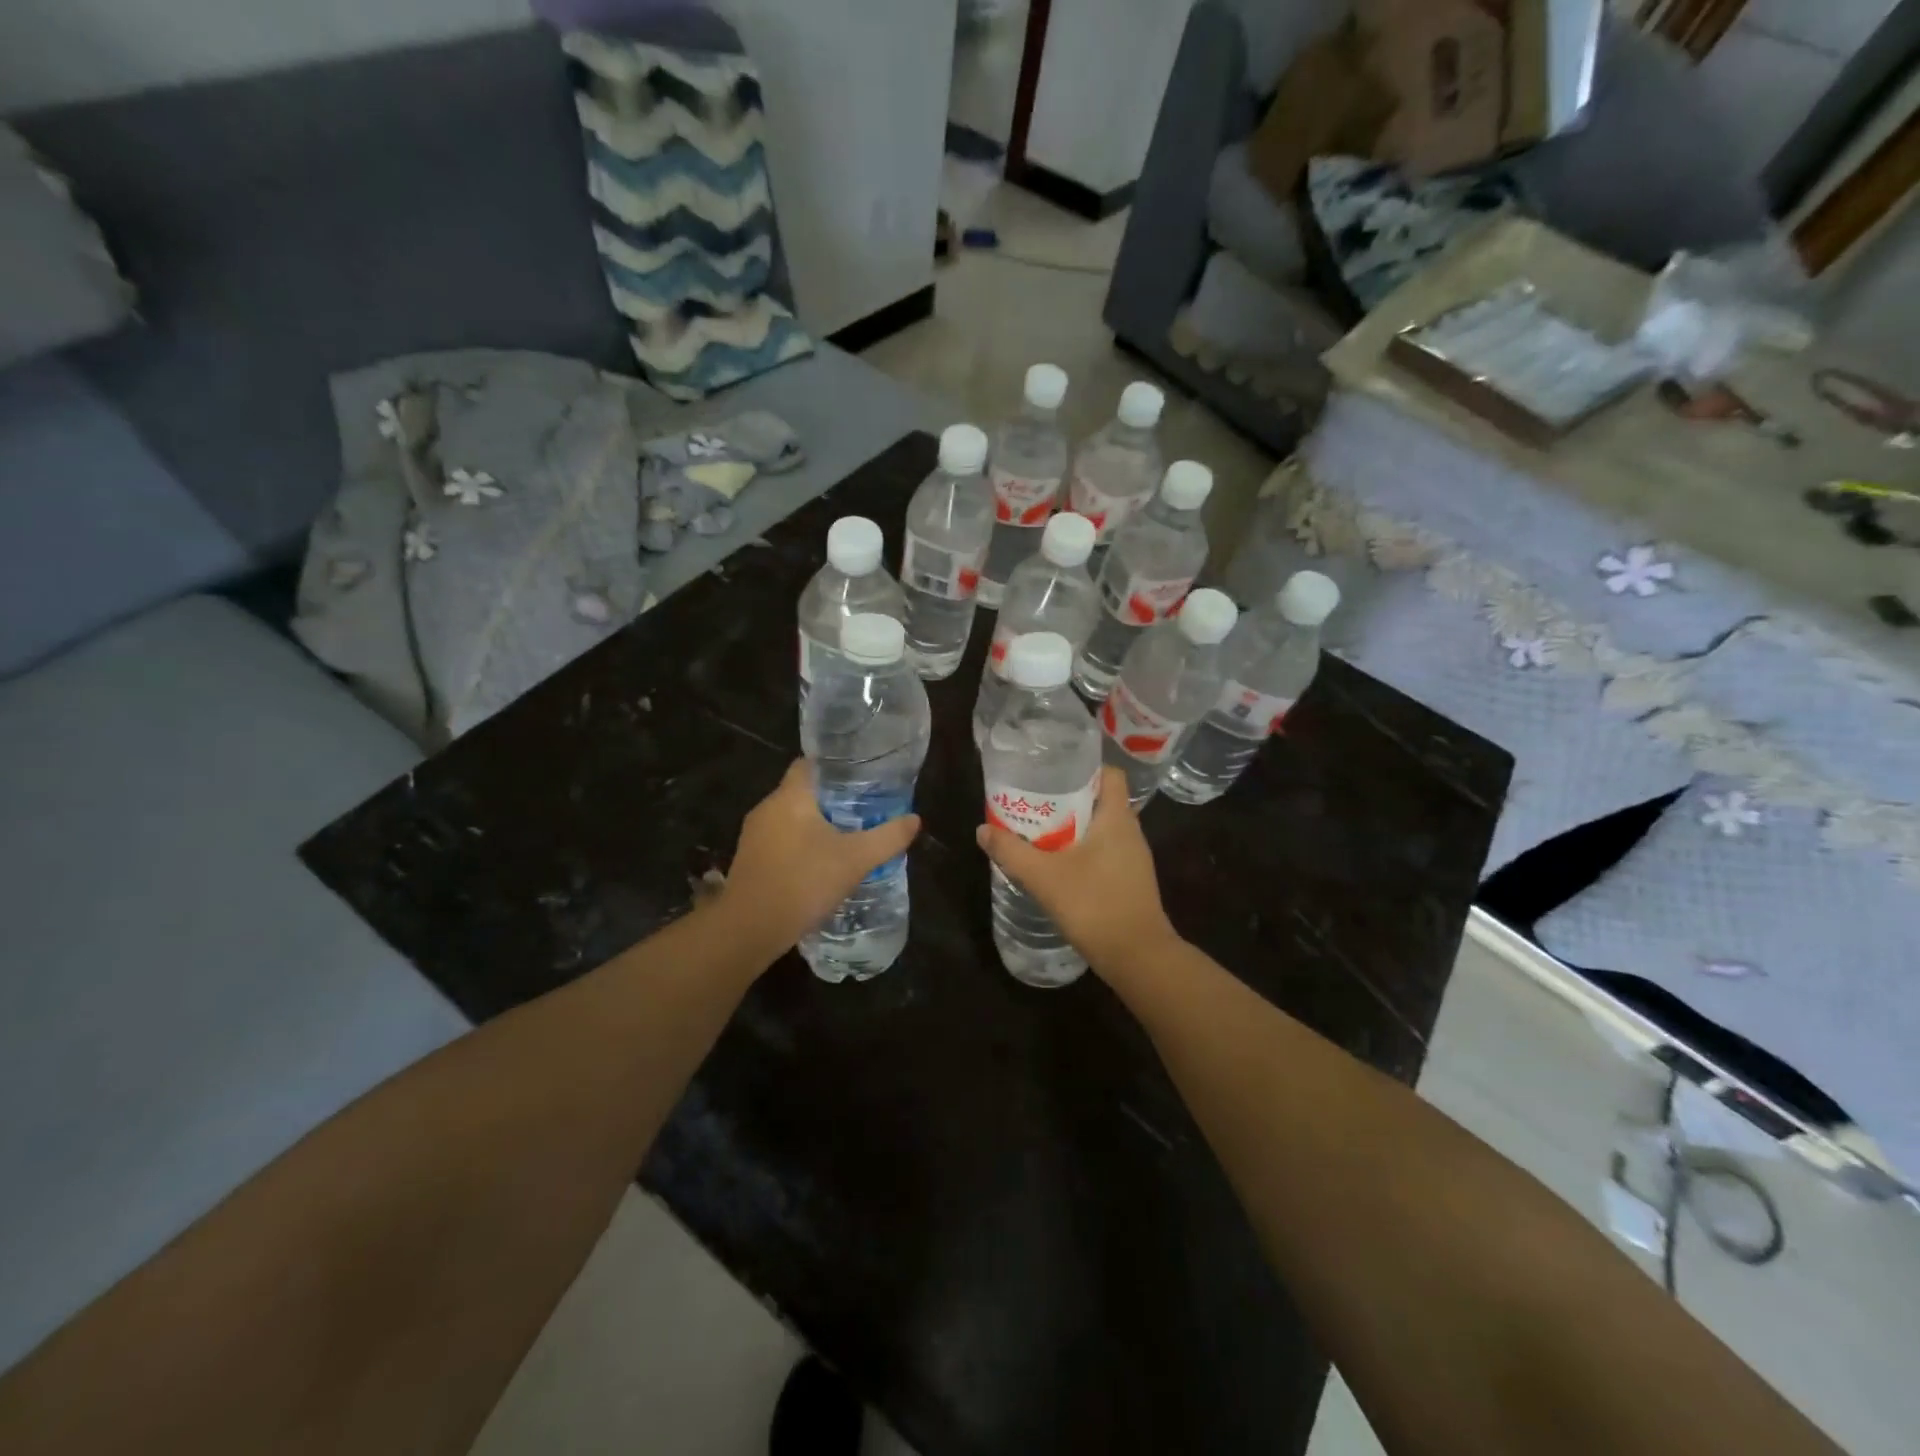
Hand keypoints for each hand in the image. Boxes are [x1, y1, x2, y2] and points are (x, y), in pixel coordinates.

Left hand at [720, 761, 921, 957]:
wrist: (750, 929)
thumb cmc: (804, 881)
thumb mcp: (856, 859)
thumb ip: (887, 837)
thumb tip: (915, 820)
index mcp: (790, 796)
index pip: (808, 764)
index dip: (833, 767)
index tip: (858, 777)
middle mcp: (767, 808)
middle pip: (801, 792)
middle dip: (829, 799)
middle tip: (861, 810)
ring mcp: (753, 836)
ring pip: (789, 819)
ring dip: (813, 826)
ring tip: (844, 837)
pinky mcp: (749, 861)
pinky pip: (779, 842)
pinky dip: (798, 846)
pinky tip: (818, 865)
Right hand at [976, 766, 1178, 973]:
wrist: (1138, 958)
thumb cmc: (1094, 905)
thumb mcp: (1044, 876)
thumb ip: (1011, 851)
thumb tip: (982, 830)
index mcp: (1117, 818)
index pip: (1109, 774)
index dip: (1083, 768)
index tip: (1052, 773)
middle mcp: (1130, 832)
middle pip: (1100, 800)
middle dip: (1068, 799)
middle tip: (1034, 803)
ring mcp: (1133, 859)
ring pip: (1101, 829)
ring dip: (1072, 828)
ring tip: (1039, 832)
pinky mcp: (1130, 881)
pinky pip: (1104, 853)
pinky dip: (1081, 852)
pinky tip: (1057, 866)